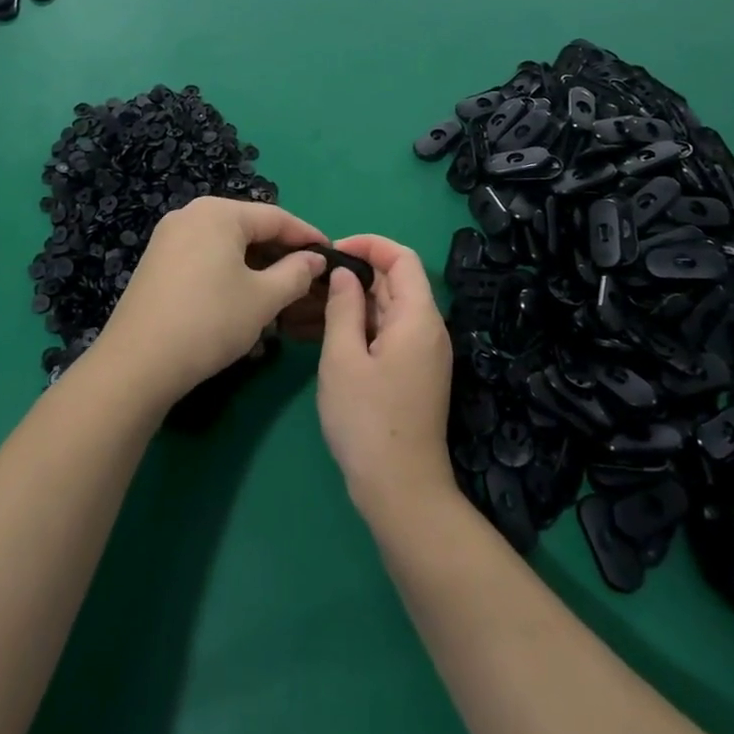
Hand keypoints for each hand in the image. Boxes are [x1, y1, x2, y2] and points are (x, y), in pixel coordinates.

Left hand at [96, 197, 329, 406]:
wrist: (138, 363)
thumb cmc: (210, 321)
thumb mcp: (263, 298)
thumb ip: (295, 273)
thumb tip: (315, 259)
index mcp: (219, 213)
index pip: (276, 217)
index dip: (308, 237)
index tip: (333, 256)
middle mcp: (191, 214)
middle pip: (249, 228)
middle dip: (281, 253)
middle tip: (310, 278)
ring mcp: (169, 238)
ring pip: (227, 246)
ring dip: (257, 266)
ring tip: (282, 293)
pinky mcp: (157, 263)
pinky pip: (205, 258)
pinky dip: (230, 273)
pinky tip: (243, 300)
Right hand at [316, 234, 455, 523]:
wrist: (400, 489)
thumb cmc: (367, 419)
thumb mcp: (343, 358)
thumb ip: (343, 307)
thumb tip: (345, 273)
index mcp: (418, 317)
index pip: (401, 258)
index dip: (368, 244)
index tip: (331, 252)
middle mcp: (427, 329)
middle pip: (394, 283)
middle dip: (354, 275)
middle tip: (310, 282)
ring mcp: (422, 354)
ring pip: (386, 311)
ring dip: (351, 303)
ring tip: (306, 308)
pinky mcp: (412, 374)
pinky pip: (386, 335)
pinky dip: (358, 328)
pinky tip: (322, 335)